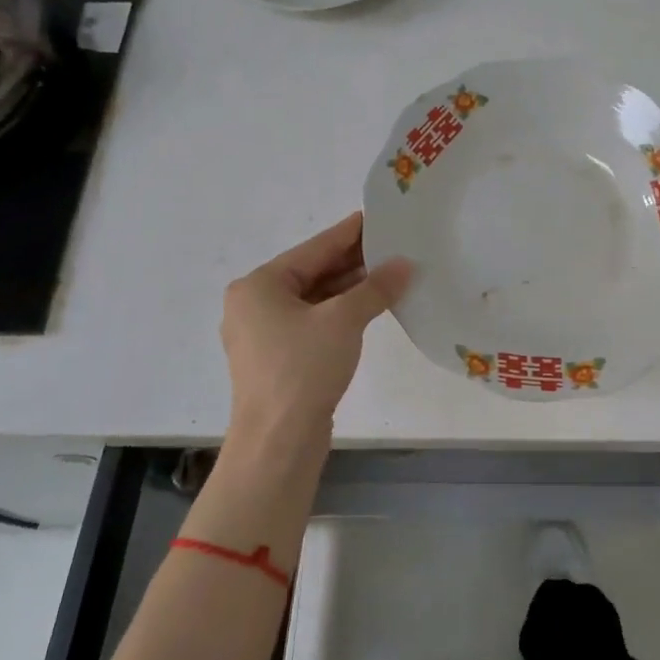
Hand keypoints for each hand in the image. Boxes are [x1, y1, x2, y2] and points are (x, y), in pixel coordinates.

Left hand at [221, 213, 410, 460]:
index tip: (376, 216)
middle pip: (311, 273)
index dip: (348, 233)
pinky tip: (369, 308)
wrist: (277, 443)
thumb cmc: (302, 370)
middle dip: (352, 262)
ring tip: (389, 273)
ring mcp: (263, 335)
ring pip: (313, 300)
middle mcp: (254, 304)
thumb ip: (375, 288)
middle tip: (391, 245)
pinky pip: (312, 323)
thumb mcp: (343, 320)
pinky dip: (339, 314)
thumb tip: (405, 265)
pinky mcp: (277, 360)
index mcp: (258, 286)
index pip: (313, 249)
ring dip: (349, 289)